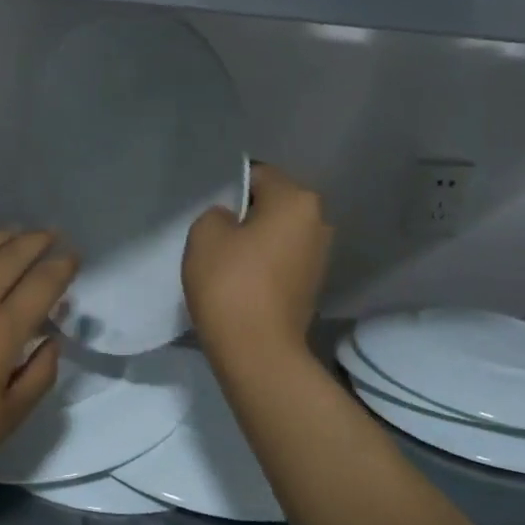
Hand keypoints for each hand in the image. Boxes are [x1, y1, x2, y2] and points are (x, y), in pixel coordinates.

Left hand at [0, 229, 77, 496]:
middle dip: (35, 241)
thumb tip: (51, 343)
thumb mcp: (7, 418)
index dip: (62, 266)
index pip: (42, 285)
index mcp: (2, 331)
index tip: (74, 256)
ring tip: (13, 230)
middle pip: (10, 258)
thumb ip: (38, 376)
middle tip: (51, 233)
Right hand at [184, 164, 331, 368]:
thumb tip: (232, 221)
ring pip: (277, 233)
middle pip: (272, 204)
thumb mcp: (205, 233)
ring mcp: (320, 255)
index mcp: (297, 200)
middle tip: (213, 233)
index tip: (208, 209)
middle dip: (245, 214)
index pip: (258, 175)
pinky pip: (281, 259)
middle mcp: (318, 221)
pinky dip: (263, 264)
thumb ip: (217, 213)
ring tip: (225, 259)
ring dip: (254, 241)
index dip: (229, 188)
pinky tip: (241, 280)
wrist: (257, 350)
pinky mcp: (312, 284)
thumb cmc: (230, 283)